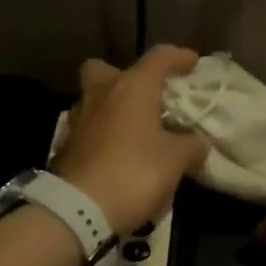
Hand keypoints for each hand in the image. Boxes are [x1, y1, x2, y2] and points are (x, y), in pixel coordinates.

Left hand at [54, 45, 210, 235]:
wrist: (80, 208)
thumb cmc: (135, 172)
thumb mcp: (177, 160)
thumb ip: (191, 145)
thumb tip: (197, 141)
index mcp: (132, 87)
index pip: (159, 57)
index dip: (178, 57)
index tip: (193, 63)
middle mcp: (101, 93)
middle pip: (107, 69)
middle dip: (126, 77)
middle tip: (146, 96)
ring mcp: (79, 119)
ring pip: (95, 99)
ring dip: (114, 109)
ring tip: (137, 132)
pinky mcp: (67, 146)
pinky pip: (90, 129)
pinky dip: (104, 135)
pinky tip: (120, 154)